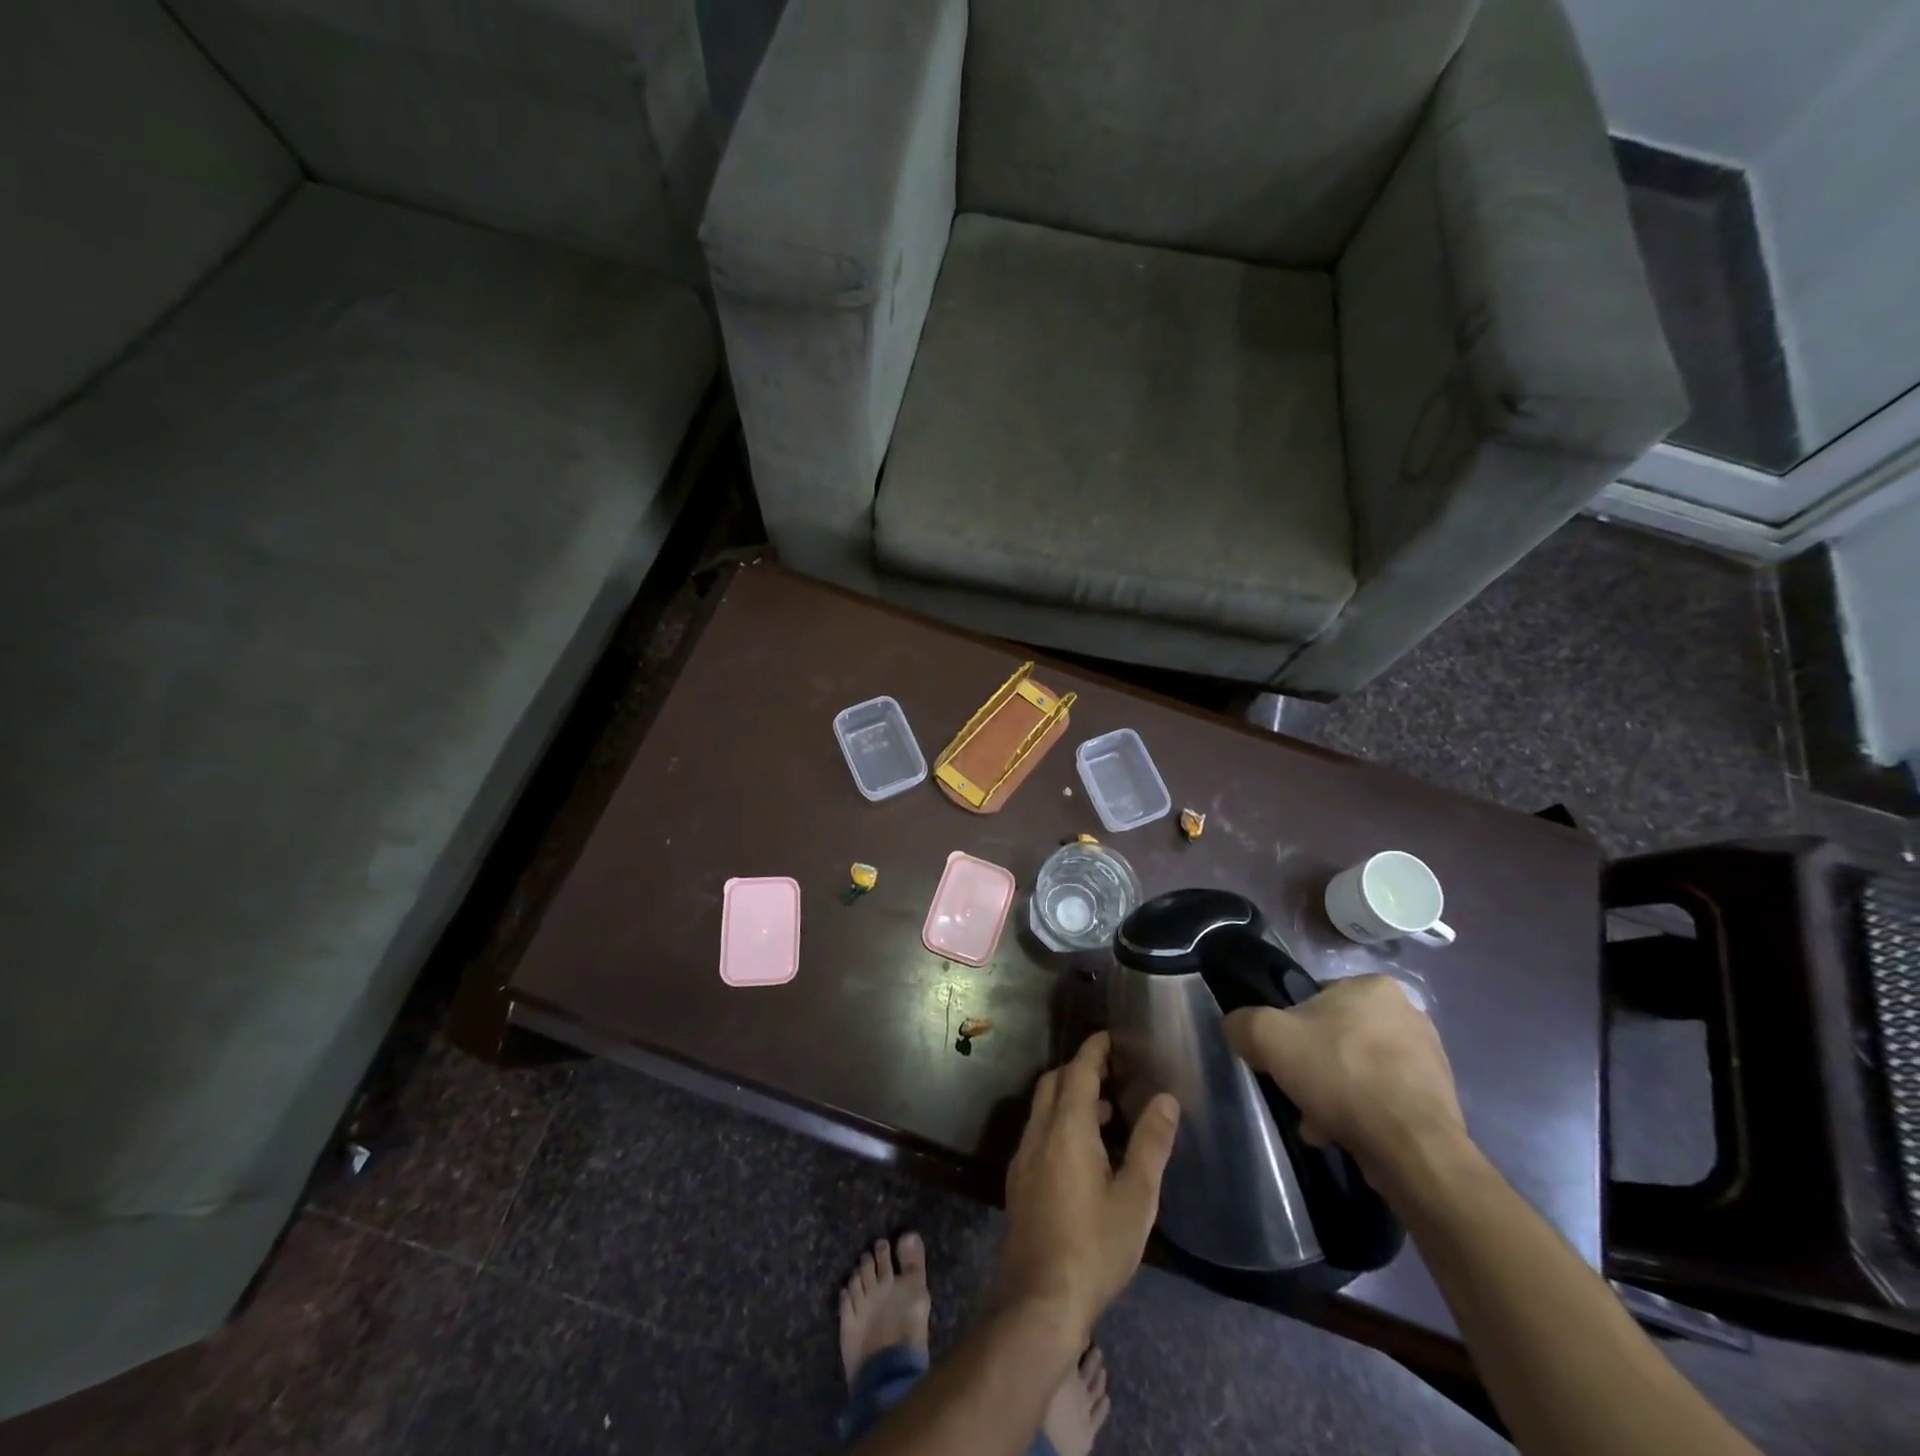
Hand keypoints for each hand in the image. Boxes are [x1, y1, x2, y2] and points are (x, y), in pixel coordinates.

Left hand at [997, 1032, 1179, 1339]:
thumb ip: (1151, 1144)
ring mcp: (1024, 1157)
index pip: (1079, 1071)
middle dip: (1081, 1070)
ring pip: (1044, 1108)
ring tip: (1109, 1114)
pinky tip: (1085, 1152)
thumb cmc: (1094, 1246)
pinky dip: (1060, 1122)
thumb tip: (1166, 1098)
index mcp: (1067, 1127)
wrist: (1038, 1299)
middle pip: (1055, 1083)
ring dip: (1071, 1098)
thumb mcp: (1136, 1198)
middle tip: (1114, 1073)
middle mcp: (1039, 1132)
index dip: (1094, 1050)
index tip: (1111, 1037)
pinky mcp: (1020, 1181)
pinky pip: (1040, 1132)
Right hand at [1222, 976, 1466, 1183]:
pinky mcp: (1440, 1100)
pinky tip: (1346, 1136)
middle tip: (1299, 1094)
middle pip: (1338, 1037)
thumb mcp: (1268, 1037)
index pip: (1316, 998)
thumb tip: (1237, 1029)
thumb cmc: (1340, 1074)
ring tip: (1319, 1124)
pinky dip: (1364, 1114)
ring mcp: (1430, 1058)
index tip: (1283, 1059)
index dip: (1291, 1029)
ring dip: (1337, 1094)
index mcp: (1374, 986)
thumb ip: (1243, 1023)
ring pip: (1360, 1070)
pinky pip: (1385, 1099)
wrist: (1411, 1147)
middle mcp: (1408, 1013)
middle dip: (1316, 1068)